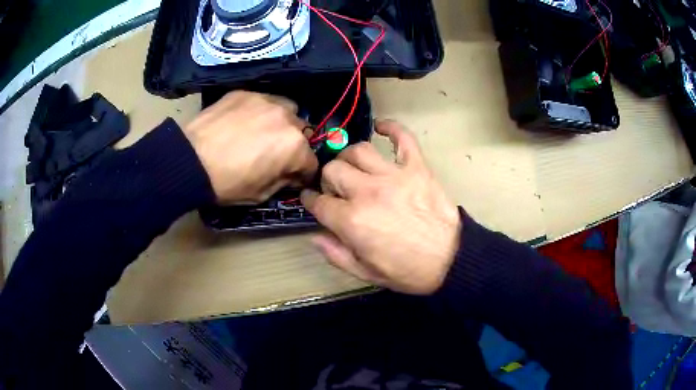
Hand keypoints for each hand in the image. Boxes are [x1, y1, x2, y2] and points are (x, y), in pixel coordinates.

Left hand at [183, 91, 317, 203]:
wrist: (189, 161)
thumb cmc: (227, 183)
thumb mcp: (261, 194)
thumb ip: (284, 181)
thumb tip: (291, 174)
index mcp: (295, 147)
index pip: (312, 162)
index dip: (304, 174)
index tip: (294, 178)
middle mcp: (288, 118)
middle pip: (303, 133)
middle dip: (294, 146)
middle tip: (276, 154)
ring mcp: (267, 100)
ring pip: (287, 110)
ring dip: (282, 123)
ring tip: (263, 131)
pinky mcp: (246, 92)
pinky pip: (264, 101)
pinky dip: (261, 112)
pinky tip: (244, 121)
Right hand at [301, 120, 460, 294]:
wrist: (451, 260)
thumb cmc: (408, 271)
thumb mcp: (366, 273)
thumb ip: (336, 254)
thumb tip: (314, 236)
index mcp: (351, 221)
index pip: (318, 202)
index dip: (310, 201)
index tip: (311, 200)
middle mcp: (367, 192)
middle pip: (333, 170)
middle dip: (328, 180)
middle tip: (336, 190)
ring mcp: (393, 175)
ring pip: (358, 150)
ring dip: (349, 157)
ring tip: (354, 168)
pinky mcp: (417, 167)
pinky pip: (402, 137)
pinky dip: (391, 128)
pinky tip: (380, 127)